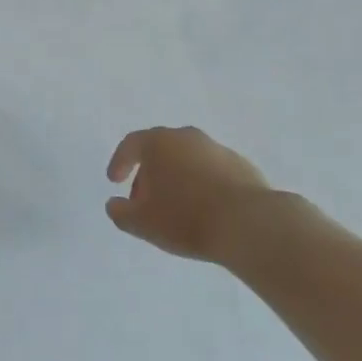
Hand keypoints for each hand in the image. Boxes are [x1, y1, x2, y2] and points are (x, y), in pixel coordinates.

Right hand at [105, 126, 271, 262]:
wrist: (248, 223)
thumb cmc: (186, 218)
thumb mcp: (143, 223)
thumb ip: (121, 213)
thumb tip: (114, 204)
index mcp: (159, 143)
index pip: (131, 144)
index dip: (120, 162)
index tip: (115, 181)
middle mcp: (187, 137)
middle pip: (160, 149)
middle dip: (148, 174)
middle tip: (144, 201)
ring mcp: (216, 148)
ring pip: (187, 159)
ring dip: (177, 178)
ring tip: (176, 209)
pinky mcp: (240, 165)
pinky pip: (211, 171)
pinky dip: (202, 184)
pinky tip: (204, 210)